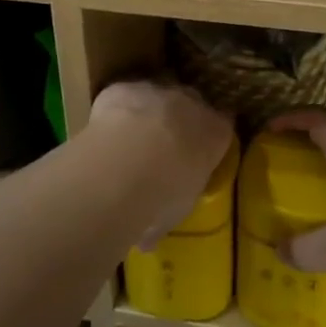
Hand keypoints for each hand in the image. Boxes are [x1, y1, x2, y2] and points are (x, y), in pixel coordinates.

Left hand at [88, 80, 232, 245]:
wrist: (130, 159)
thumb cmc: (166, 192)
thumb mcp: (175, 209)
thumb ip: (164, 213)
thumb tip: (147, 239)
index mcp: (215, 133)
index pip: (222, 125)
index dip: (208, 135)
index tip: (198, 148)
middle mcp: (192, 102)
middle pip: (191, 102)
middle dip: (179, 118)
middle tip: (161, 144)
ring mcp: (157, 89)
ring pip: (156, 93)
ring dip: (147, 110)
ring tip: (129, 137)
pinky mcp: (123, 87)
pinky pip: (122, 94)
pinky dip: (115, 108)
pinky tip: (103, 129)